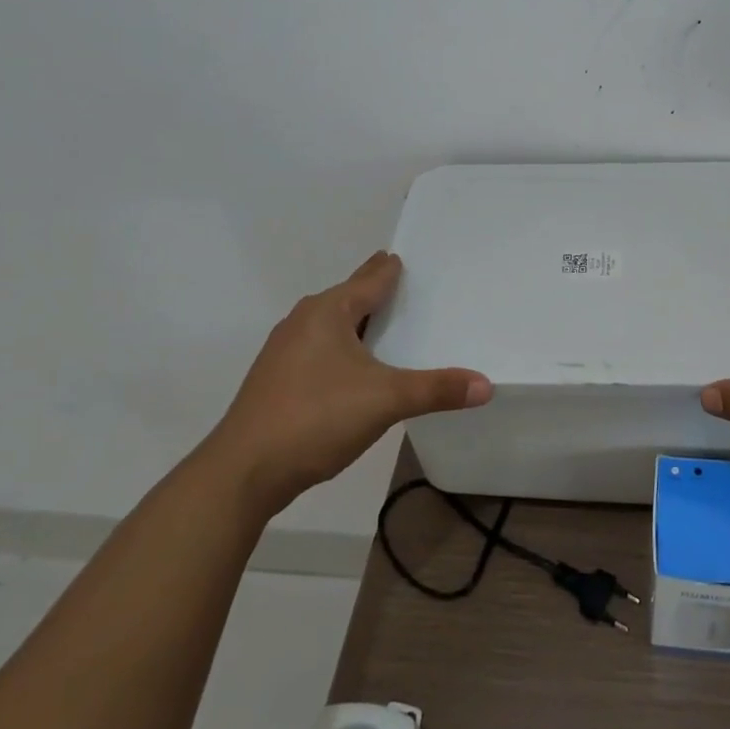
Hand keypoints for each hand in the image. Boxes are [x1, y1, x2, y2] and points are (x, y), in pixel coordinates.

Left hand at [204, 252, 492, 503]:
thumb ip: (436, 389)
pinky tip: (354, 368)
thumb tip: (487, 385)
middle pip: (347, 297)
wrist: (242, 472)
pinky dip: (342, 347)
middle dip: (373, 291)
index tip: (404, 256)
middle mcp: (303, 322)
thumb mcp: (385, 400)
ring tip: (384, 323)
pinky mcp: (276, 380)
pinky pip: (319, 349)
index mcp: (328, 312)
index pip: (369, 279)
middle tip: (402, 283)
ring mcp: (284, 351)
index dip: (389, 268)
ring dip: (357, 321)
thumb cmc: (315, 418)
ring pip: (330, 325)